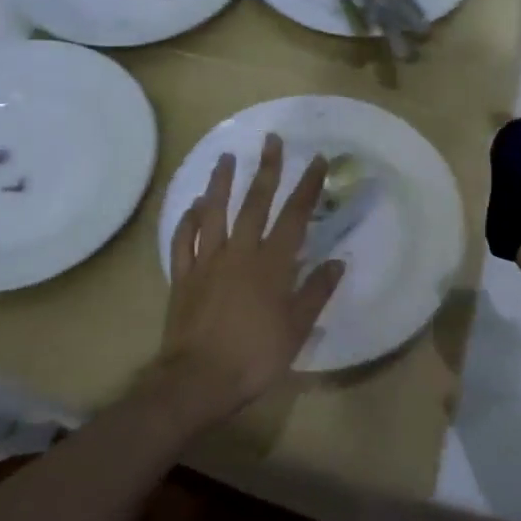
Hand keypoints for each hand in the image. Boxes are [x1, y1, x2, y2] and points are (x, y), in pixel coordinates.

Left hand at [158, 134, 345, 422]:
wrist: (198, 380)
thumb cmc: (255, 357)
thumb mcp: (296, 329)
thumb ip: (316, 292)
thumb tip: (337, 262)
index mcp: (271, 265)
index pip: (294, 217)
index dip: (307, 187)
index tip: (317, 161)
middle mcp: (239, 253)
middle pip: (254, 203)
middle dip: (266, 170)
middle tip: (271, 140)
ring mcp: (207, 262)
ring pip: (214, 213)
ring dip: (221, 183)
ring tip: (226, 157)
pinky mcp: (183, 276)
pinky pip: (183, 240)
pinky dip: (188, 220)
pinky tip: (194, 205)